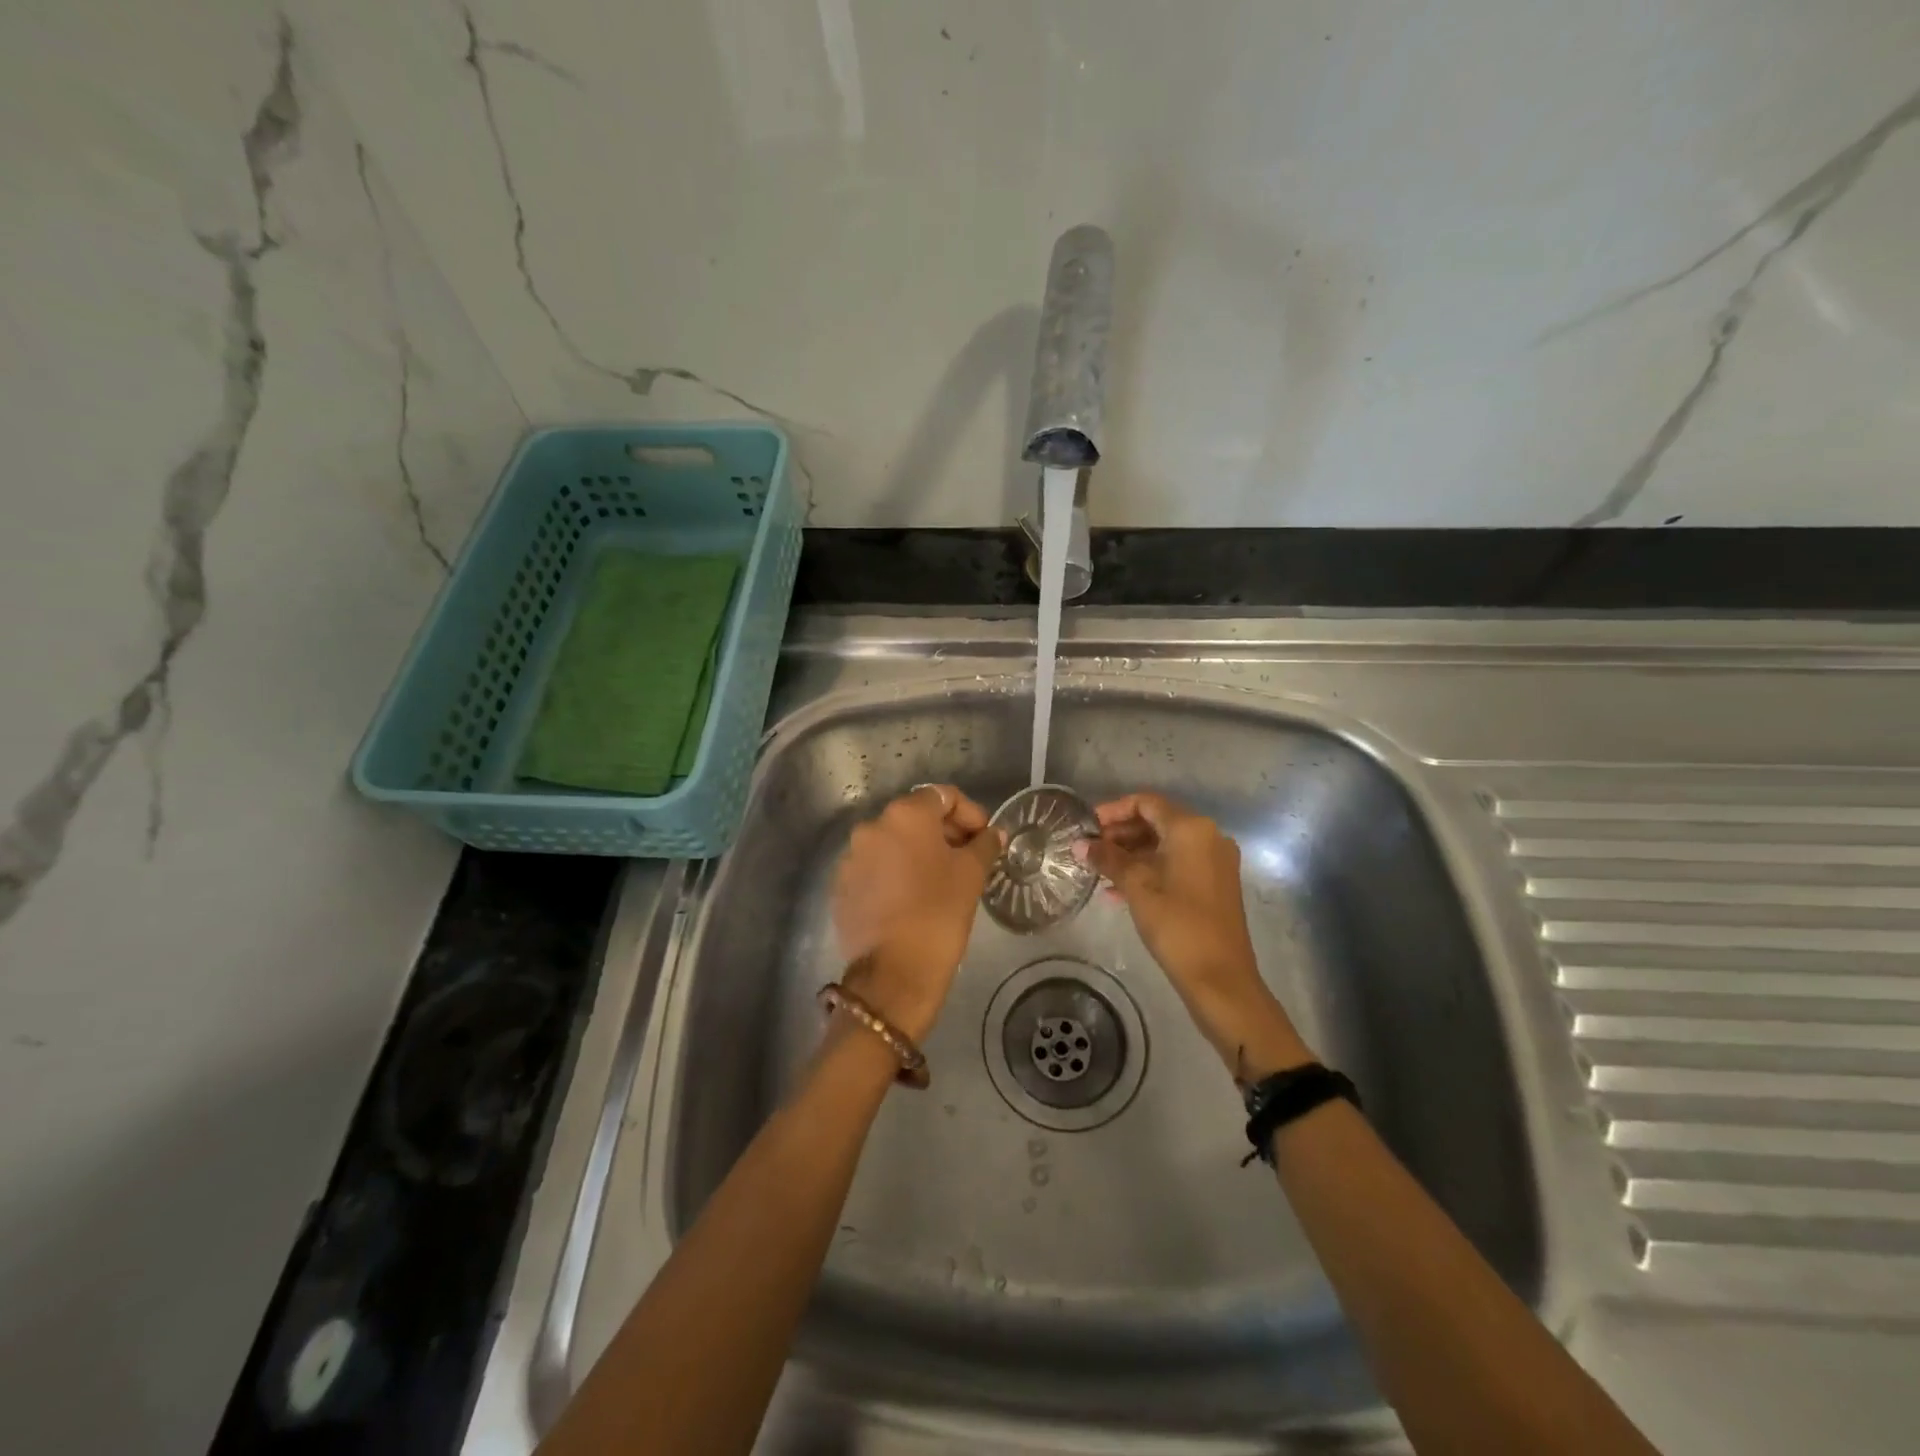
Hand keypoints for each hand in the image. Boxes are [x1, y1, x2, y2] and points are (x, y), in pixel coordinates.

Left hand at [832, 784, 1004, 1042]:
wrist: (893, 974)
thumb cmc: (939, 913)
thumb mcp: (971, 875)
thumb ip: (984, 845)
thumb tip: (994, 834)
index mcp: (905, 815)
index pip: (943, 796)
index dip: (969, 813)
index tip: (985, 838)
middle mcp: (872, 826)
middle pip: (915, 817)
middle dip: (944, 832)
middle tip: (968, 858)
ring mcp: (851, 857)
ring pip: (893, 843)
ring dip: (918, 852)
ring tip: (941, 880)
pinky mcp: (842, 886)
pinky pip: (875, 868)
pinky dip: (895, 873)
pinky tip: (912, 898)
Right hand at [1085, 792, 1313, 1080]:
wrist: (1221, 979)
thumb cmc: (1177, 925)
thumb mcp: (1137, 888)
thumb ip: (1108, 860)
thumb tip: (1079, 844)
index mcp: (1192, 829)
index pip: (1146, 803)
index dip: (1113, 810)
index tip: (1087, 827)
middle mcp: (1208, 837)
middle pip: (1157, 821)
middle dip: (1121, 834)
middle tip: (1090, 850)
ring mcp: (1215, 862)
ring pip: (1166, 845)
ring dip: (1132, 854)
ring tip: (1100, 871)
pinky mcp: (1215, 885)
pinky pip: (1177, 864)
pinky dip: (1150, 870)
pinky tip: (1119, 891)